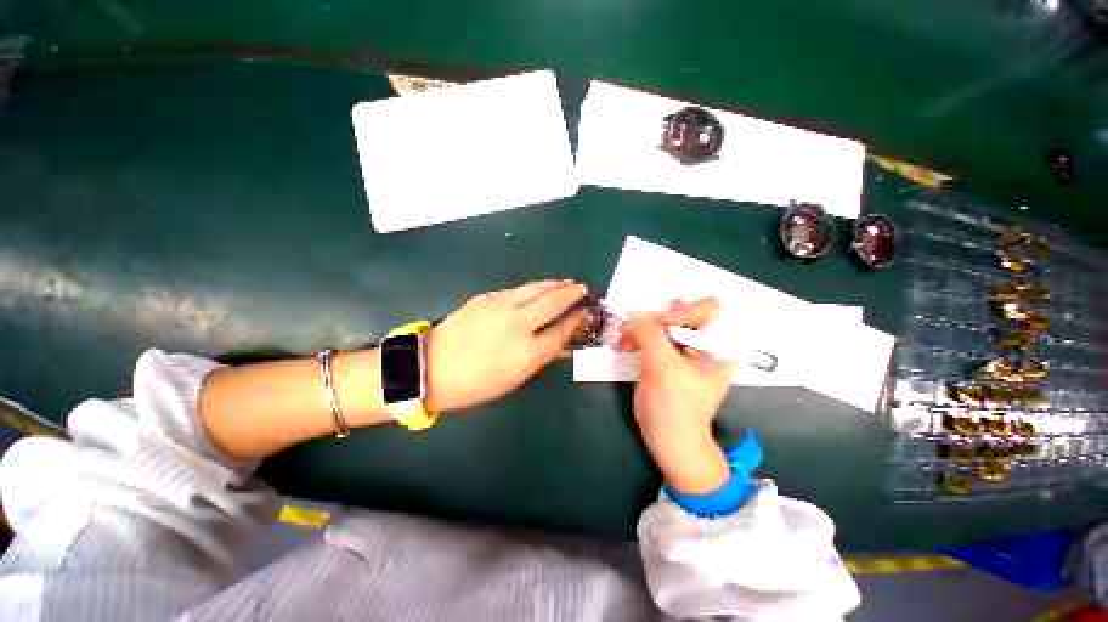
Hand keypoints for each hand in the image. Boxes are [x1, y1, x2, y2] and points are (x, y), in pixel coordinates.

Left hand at [425, 280, 587, 412]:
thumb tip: (561, 346)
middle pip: (552, 301)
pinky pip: (516, 290)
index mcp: (527, 351)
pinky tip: (536, 289)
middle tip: (582, 288)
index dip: (576, 320)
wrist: (432, 367)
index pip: (561, 331)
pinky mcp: (486, 297)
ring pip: (535, 288)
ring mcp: (500, 306)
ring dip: (553, 284)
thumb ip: (541, 358)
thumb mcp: (515, 378)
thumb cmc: (477, 383)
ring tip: (565, 282)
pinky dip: (532, 288)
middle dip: (571, 292)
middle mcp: (518, 323)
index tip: (585, 312)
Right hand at [625, 298, 737, 493]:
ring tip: (624, 338)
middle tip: (637, 326)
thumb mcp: (665, 368)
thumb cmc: (675, 407)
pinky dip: (636, 335)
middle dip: (657, 317)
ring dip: (641, 326)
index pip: (707, 309)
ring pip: (663, 322)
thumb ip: (650, 335)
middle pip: (682, 312)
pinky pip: (651, 334)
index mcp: (719, 346)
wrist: (668, 439)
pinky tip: (624, 344)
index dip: (682, 311)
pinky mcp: (665, 355)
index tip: (657, 323)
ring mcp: (683, 349)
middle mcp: (704, 343)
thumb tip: (634, 309)